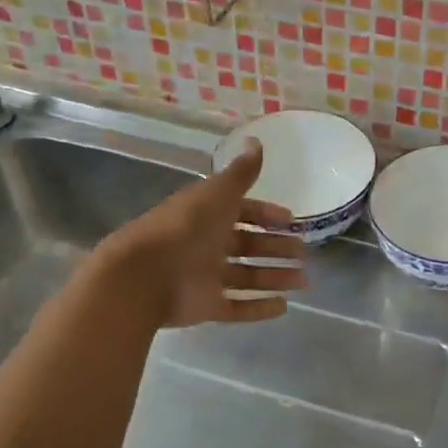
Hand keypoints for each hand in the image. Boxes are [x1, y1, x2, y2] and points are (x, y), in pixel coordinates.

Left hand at [99, 140, 306, 326]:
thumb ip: (241, 172)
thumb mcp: (217, 193)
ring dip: (275, 277)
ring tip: (303, 281)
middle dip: (276, 249)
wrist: (144, 274)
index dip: (266, 215)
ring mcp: (206, 277)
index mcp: (207, 215)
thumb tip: (256, 139)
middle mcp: (207, 245)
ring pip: (247, 277)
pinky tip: (284, 307)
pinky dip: (260, 308)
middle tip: (303, 254)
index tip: (290, 221)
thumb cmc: (185, 228)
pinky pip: (238, 307)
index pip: (241, 212)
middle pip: (248, 246)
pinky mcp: (206, 306)